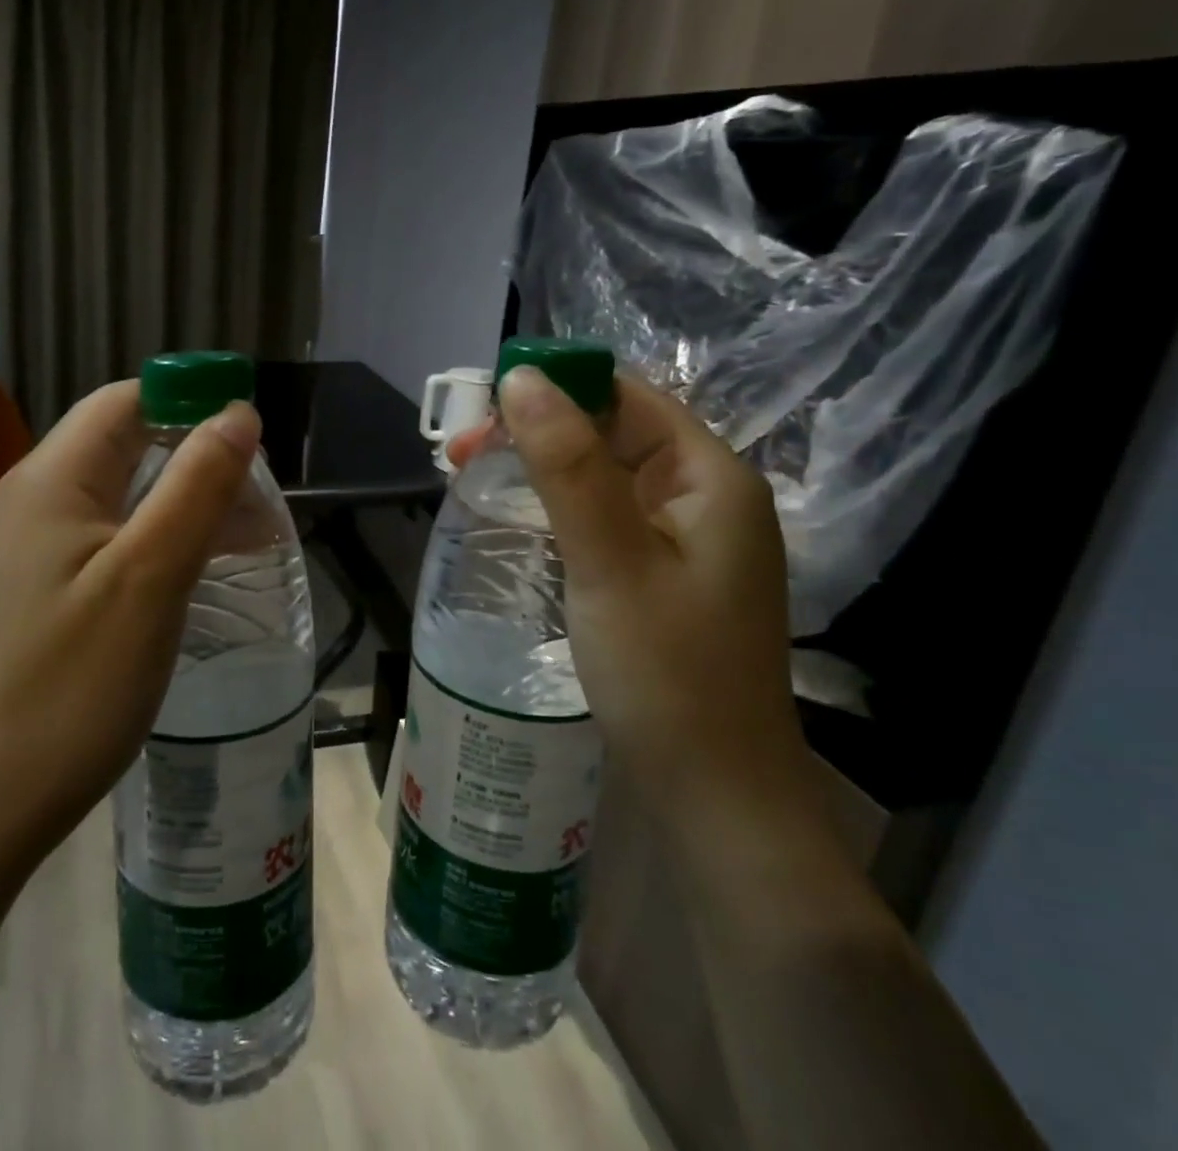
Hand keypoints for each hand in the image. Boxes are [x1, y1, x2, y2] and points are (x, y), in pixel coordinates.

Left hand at [0, 381, 261, 873]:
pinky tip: (202, 565)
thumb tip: (238, 412)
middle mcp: (36, 499)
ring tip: (250, 533)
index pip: (126, 402)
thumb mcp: (149, 576)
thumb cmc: (75, 684)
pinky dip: (163, 536)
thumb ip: (197, 485)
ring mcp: (36, 545)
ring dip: (187, 500)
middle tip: (260, 497)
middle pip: (127, 444)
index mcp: (51, 480)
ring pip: (126, 493)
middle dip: (198, 456)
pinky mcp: (47, 584)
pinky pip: (114, 536)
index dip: (191, 402)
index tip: (253, 437)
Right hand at [457, 368, 800, 798]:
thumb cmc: (667, 675)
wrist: (716, 797)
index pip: (628, 396)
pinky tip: (518, 518)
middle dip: (538, 431)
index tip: (484, 405)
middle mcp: (705, 497)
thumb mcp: (609, 560)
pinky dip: (558, 507)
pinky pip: (605, 517)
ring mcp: (686, 540)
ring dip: (541, 468)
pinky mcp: (663, 575)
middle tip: (461, 452)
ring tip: (470, 475)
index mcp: (710, 478)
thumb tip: (522, 380)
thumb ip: (567, 466)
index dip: (557, 387)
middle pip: (613, 433)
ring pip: (604, 476)